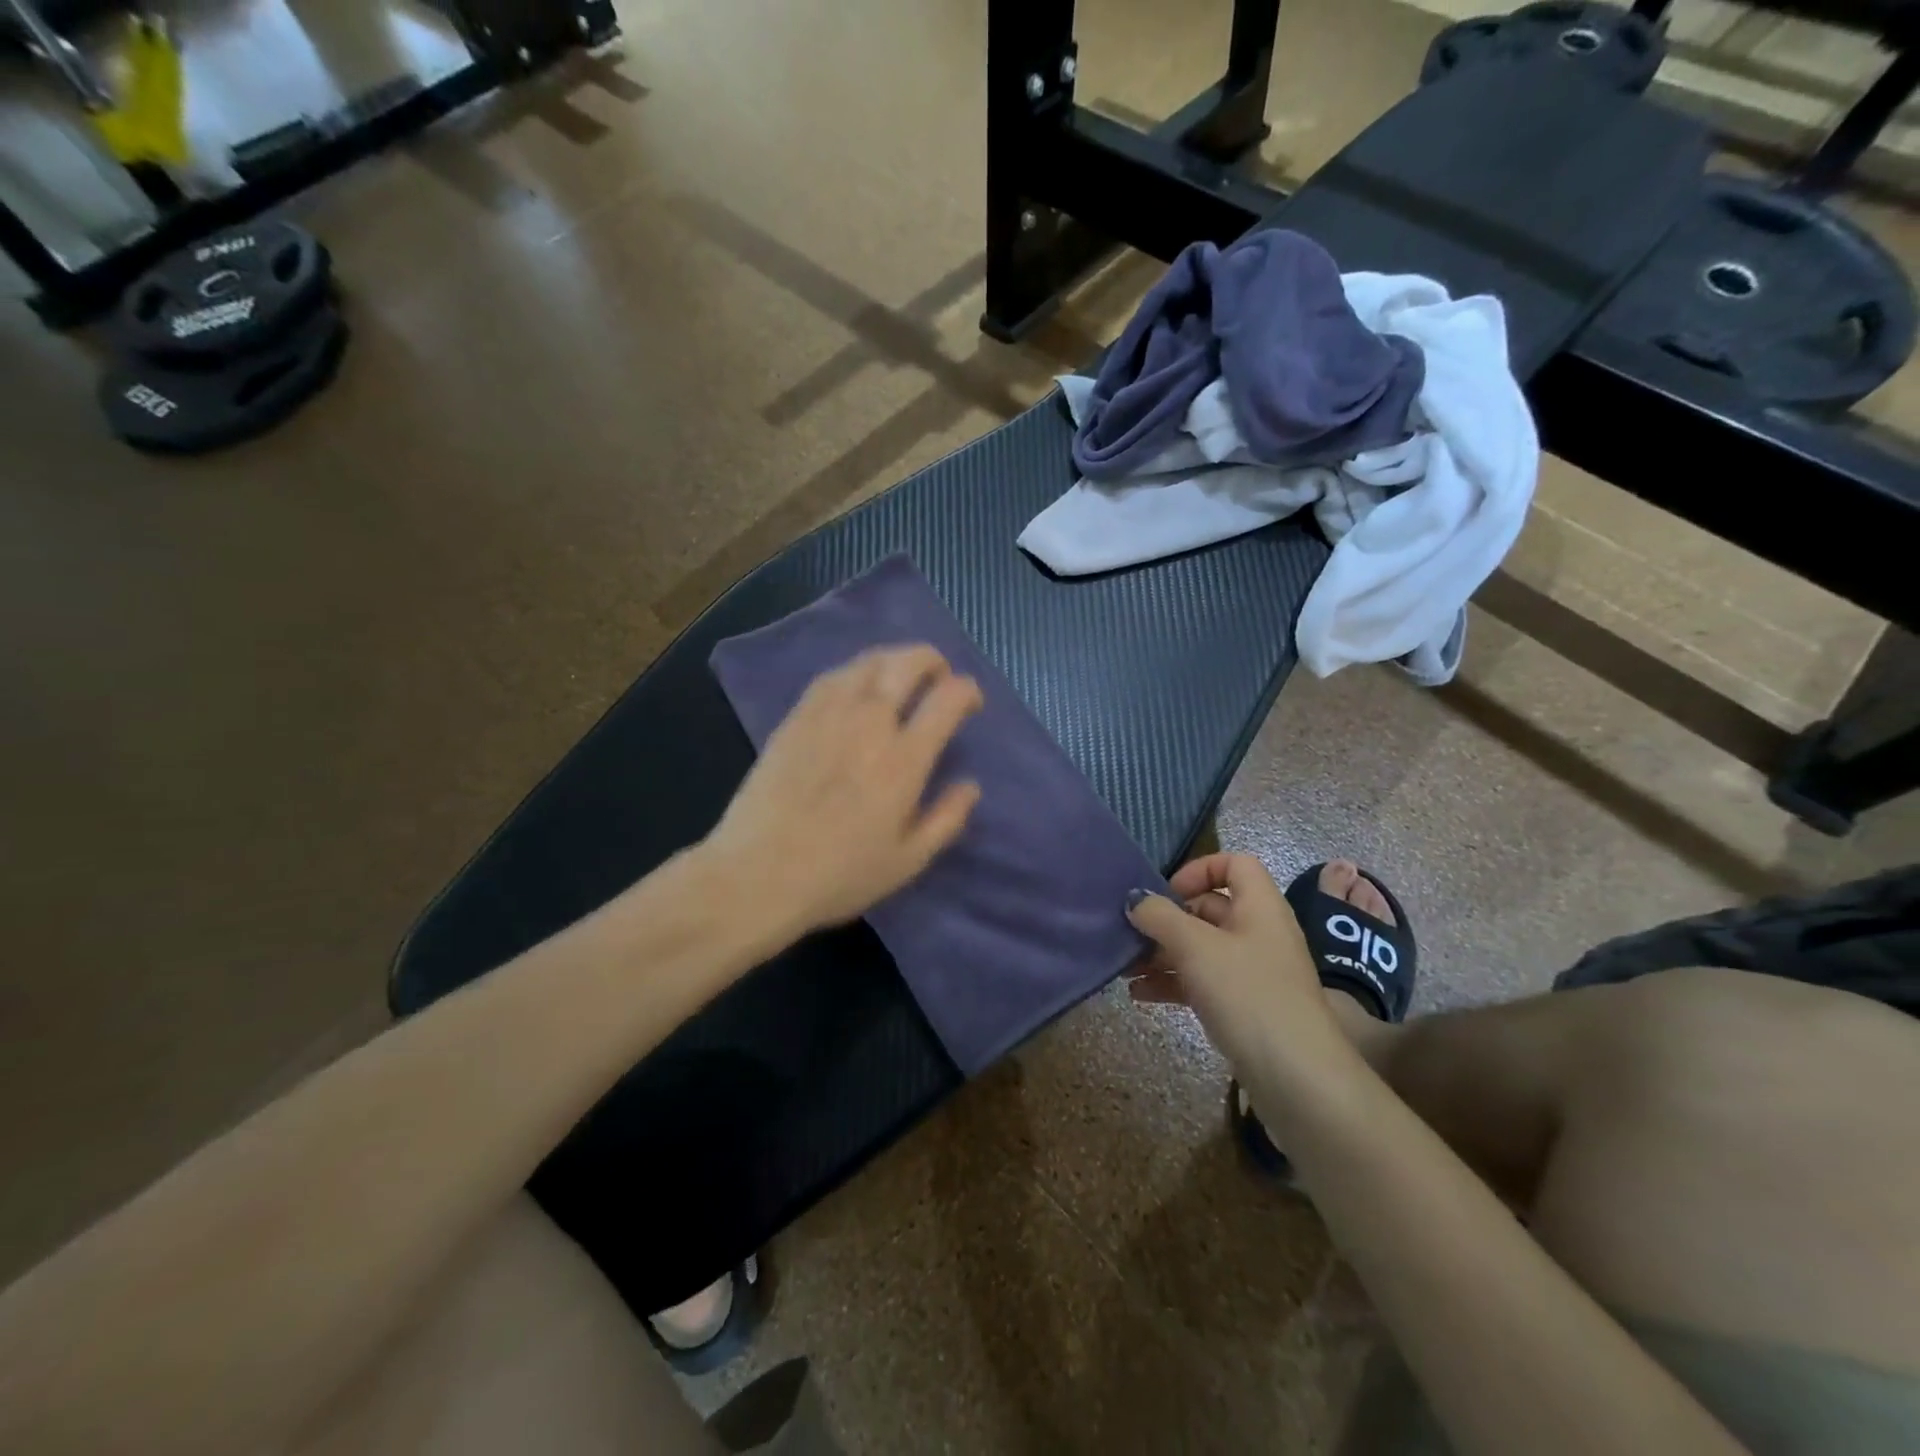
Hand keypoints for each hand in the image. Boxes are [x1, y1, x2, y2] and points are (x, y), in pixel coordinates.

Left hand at [703, 644, 983, 938]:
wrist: (757, 874)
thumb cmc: (839, 874)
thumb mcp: (907, 861)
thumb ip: (946, 819)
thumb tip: (971, 785)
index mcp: (904, 759)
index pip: (947, 699)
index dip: (967, 690)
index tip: (970, 701)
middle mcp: (869, 723)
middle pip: (907, 664)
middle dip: (932, 660)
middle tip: (939, 675)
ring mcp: (828, 715)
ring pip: (868, 662)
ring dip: (894, 659)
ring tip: (901, 675)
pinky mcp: (795, 718)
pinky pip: (832, 676)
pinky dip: (855, 671)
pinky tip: (857, 686)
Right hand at [1126, 853, 1348, 1081]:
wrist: (1298, 1079)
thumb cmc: (1248, 994)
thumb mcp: (1196, 947)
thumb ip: (1160, 917)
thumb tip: (1135, 899)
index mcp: (1260, 907)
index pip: (1234, 864)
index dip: (1199, 869)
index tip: (1165, 893)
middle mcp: (1260, 932)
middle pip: (1210, 908)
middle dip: (1168, 919)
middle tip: (1131, 933)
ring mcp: (1254, 973)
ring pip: (1202, 948)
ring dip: (1163, 954)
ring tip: (1125, 967)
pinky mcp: (1246, 1008)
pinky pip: (1204, 982)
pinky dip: (1173, 983)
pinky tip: (1139, 995)